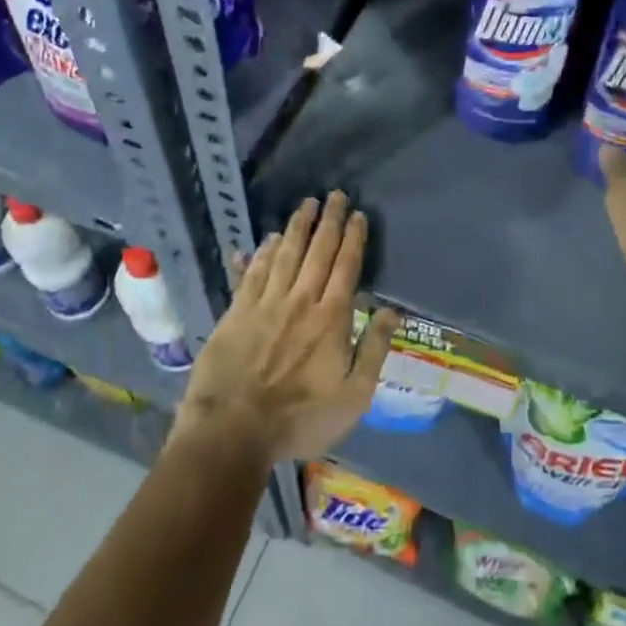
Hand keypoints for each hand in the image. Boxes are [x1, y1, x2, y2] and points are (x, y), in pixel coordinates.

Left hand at [173, 191, 397, 466]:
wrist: (233, 430)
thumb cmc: (300, 418)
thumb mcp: (354, 396)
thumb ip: (374, 349)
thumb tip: (392, 310)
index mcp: (331, 318)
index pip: (346, 267)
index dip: (352, 238)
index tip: (357, 214)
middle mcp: (299, 301)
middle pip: (317, 252)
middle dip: (328, 221)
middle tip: (334, 195)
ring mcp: (265, 304)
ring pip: (284, 255)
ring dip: (297, 227)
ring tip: (305, 204)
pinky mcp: (236, 313)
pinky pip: (251, 274)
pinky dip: (260, 254)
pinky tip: (265, 240)